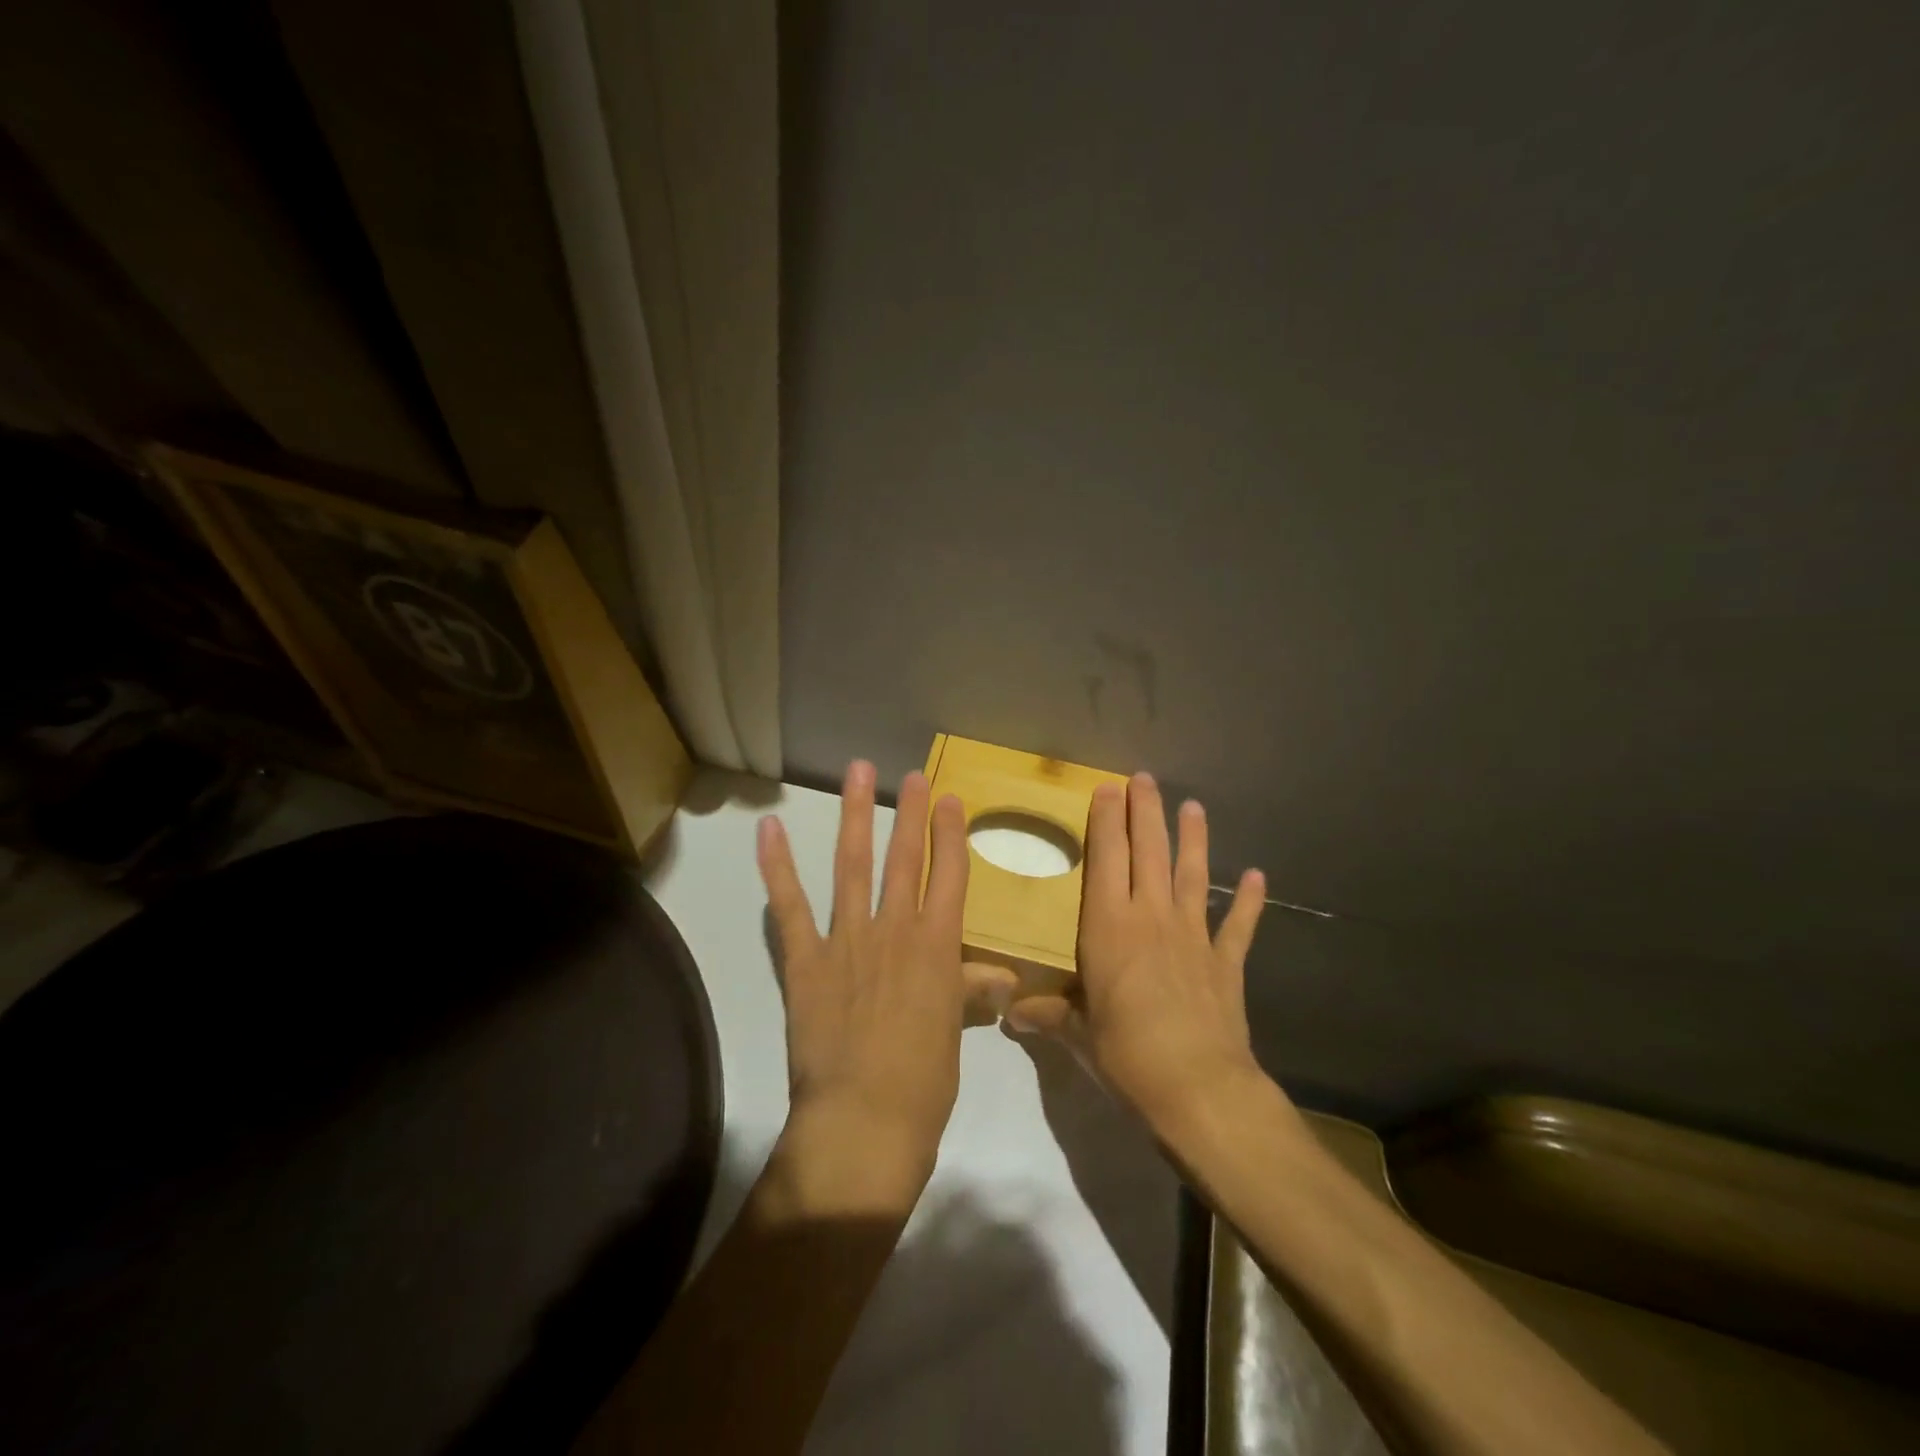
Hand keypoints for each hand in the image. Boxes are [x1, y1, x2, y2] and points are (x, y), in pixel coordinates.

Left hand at [757, 761, 970, 1201]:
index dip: (950, 834)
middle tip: (911, 775)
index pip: (949, 875)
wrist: (865, 1120)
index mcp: (938, 946)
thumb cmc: (924, 1082)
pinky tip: (768, 829)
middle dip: (909, 812)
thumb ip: (969, 991)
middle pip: (904, 858)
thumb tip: (1000, 977)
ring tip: (856, 774)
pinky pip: (789, 905)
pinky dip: (776, 866)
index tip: (949, 799)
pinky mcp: (805, 959)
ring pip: (852, 865)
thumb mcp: (954, 1031)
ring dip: (854, 816)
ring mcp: (847, 939)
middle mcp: (895, 929)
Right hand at [1007, 773, 1268, 1132]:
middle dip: (1145, 813)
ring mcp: (1192, 936)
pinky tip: (1256, 876)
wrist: (1197, 1088)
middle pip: (1148, 853)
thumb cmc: (1126, 1055)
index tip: (1108, 788)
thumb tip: (1011, 1013)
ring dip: (1193, 839)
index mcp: (1108, 927)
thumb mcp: (1078, 1035)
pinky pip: (1238, 925)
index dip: (1106, 822)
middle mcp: (1150, 918)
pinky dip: (1248, 901)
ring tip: (1194, 806)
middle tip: (1144, 778)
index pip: (1106, 860)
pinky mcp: (1224, 962)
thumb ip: (1049, 1014)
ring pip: (1191, 875)